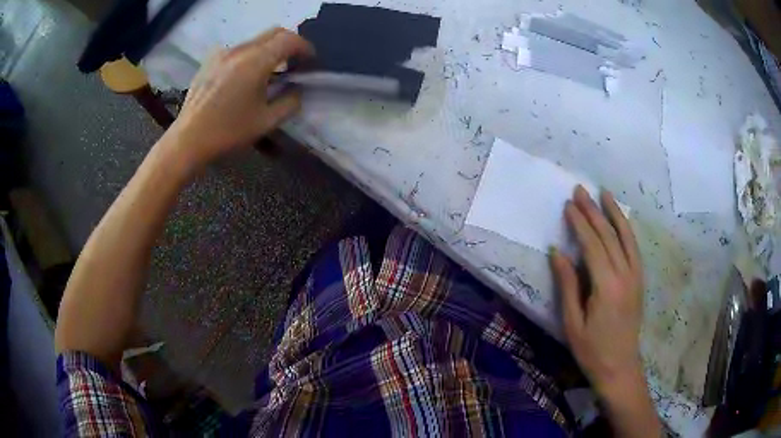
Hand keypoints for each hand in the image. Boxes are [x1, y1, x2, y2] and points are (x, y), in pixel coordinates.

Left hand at [164, 28, 313, 169]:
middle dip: (290, 44)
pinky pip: (238, 49)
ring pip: (256, 40)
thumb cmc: (227, 133)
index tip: (310, 62)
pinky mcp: (210, 60)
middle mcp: (239, 50)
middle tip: (294, 63)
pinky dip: (250, 55)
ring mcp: (222, 53)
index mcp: (255, 62)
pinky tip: (245, 76)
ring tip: (269, 72)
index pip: (289, 40)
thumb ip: (290, 102)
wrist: (188, 140)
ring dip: (269, 50)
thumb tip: (298, 89)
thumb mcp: (266, 122)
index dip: (305, 48)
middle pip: (274, 32)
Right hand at [550, 186, 644, 396]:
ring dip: (615, 213)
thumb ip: (568, 285)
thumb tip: (557, 252)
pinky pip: (634, 247)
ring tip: (605, 193)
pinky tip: (620, 220)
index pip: (592, 245)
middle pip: (609, 235)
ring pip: (626, 236)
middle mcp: (625, 275)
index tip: (568, 205)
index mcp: (607, 286)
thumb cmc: (591, 350)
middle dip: (594, 211)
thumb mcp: (572, 322)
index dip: (579, 223)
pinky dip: (626, 229)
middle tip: (580, 190)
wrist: (620, 366)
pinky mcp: (640, 280)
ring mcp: (636, 276)